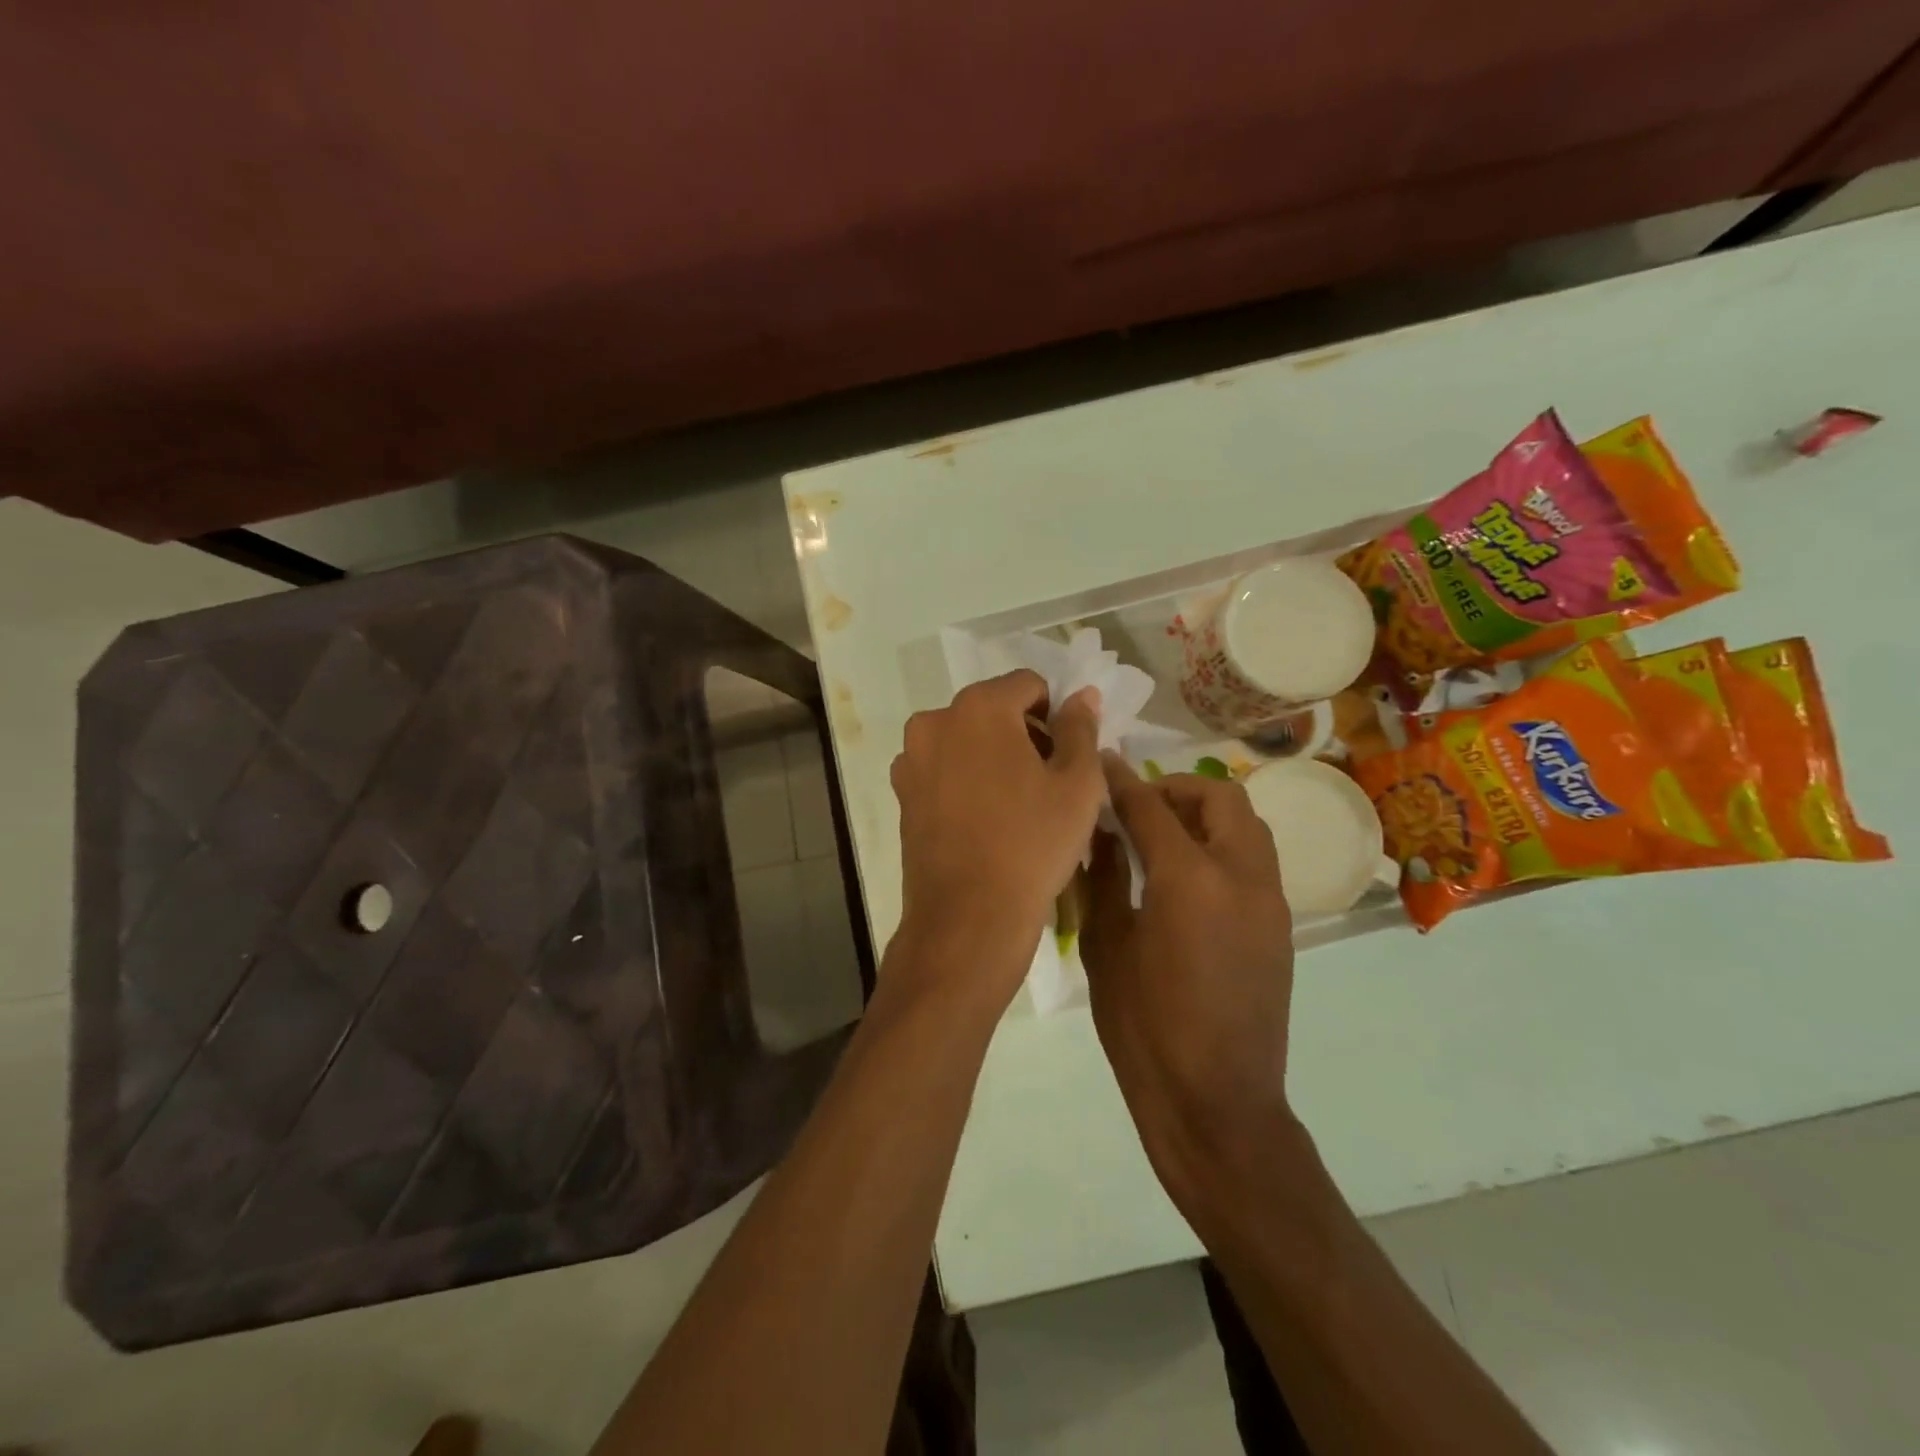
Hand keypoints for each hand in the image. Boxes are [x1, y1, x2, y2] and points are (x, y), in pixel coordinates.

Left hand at [889, 671, 1103, 1003]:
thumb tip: (1082, 695)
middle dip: (1024, 734)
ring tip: (1016, 805)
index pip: (1028, 685)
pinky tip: (985, 820)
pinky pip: (944, 770)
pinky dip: (966, 780)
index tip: (1067, 755)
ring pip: (966, 740)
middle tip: (1048, 782)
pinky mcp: (902, 794)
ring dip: (993, 757)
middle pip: (993, 710)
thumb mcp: (1077, 784)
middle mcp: (935, 721)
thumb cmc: (1032, 844)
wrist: (968, 916)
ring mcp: (912, 759)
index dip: (1056, 714)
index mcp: (979, 707)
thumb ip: (1080, 728)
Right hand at [1082, 760, 1296, 1217]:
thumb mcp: (1107, 946)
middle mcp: (1241, 875)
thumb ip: (1104, 878)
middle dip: (1177, 787)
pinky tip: (1188, 877)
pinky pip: (1255, 859)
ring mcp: (1270, 900)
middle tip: (1139, 806)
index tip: (1102, 762)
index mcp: (1190, 879)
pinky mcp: (1281, 925)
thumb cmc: (1145, 1027)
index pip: (1152, 806)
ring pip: (1247, 824)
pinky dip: (1223, 845)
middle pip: (1220, 797)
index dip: (1123, 780)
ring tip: (1164, 836)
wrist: (1216, 1101)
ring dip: (1206, 813)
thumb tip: (1100, 831)